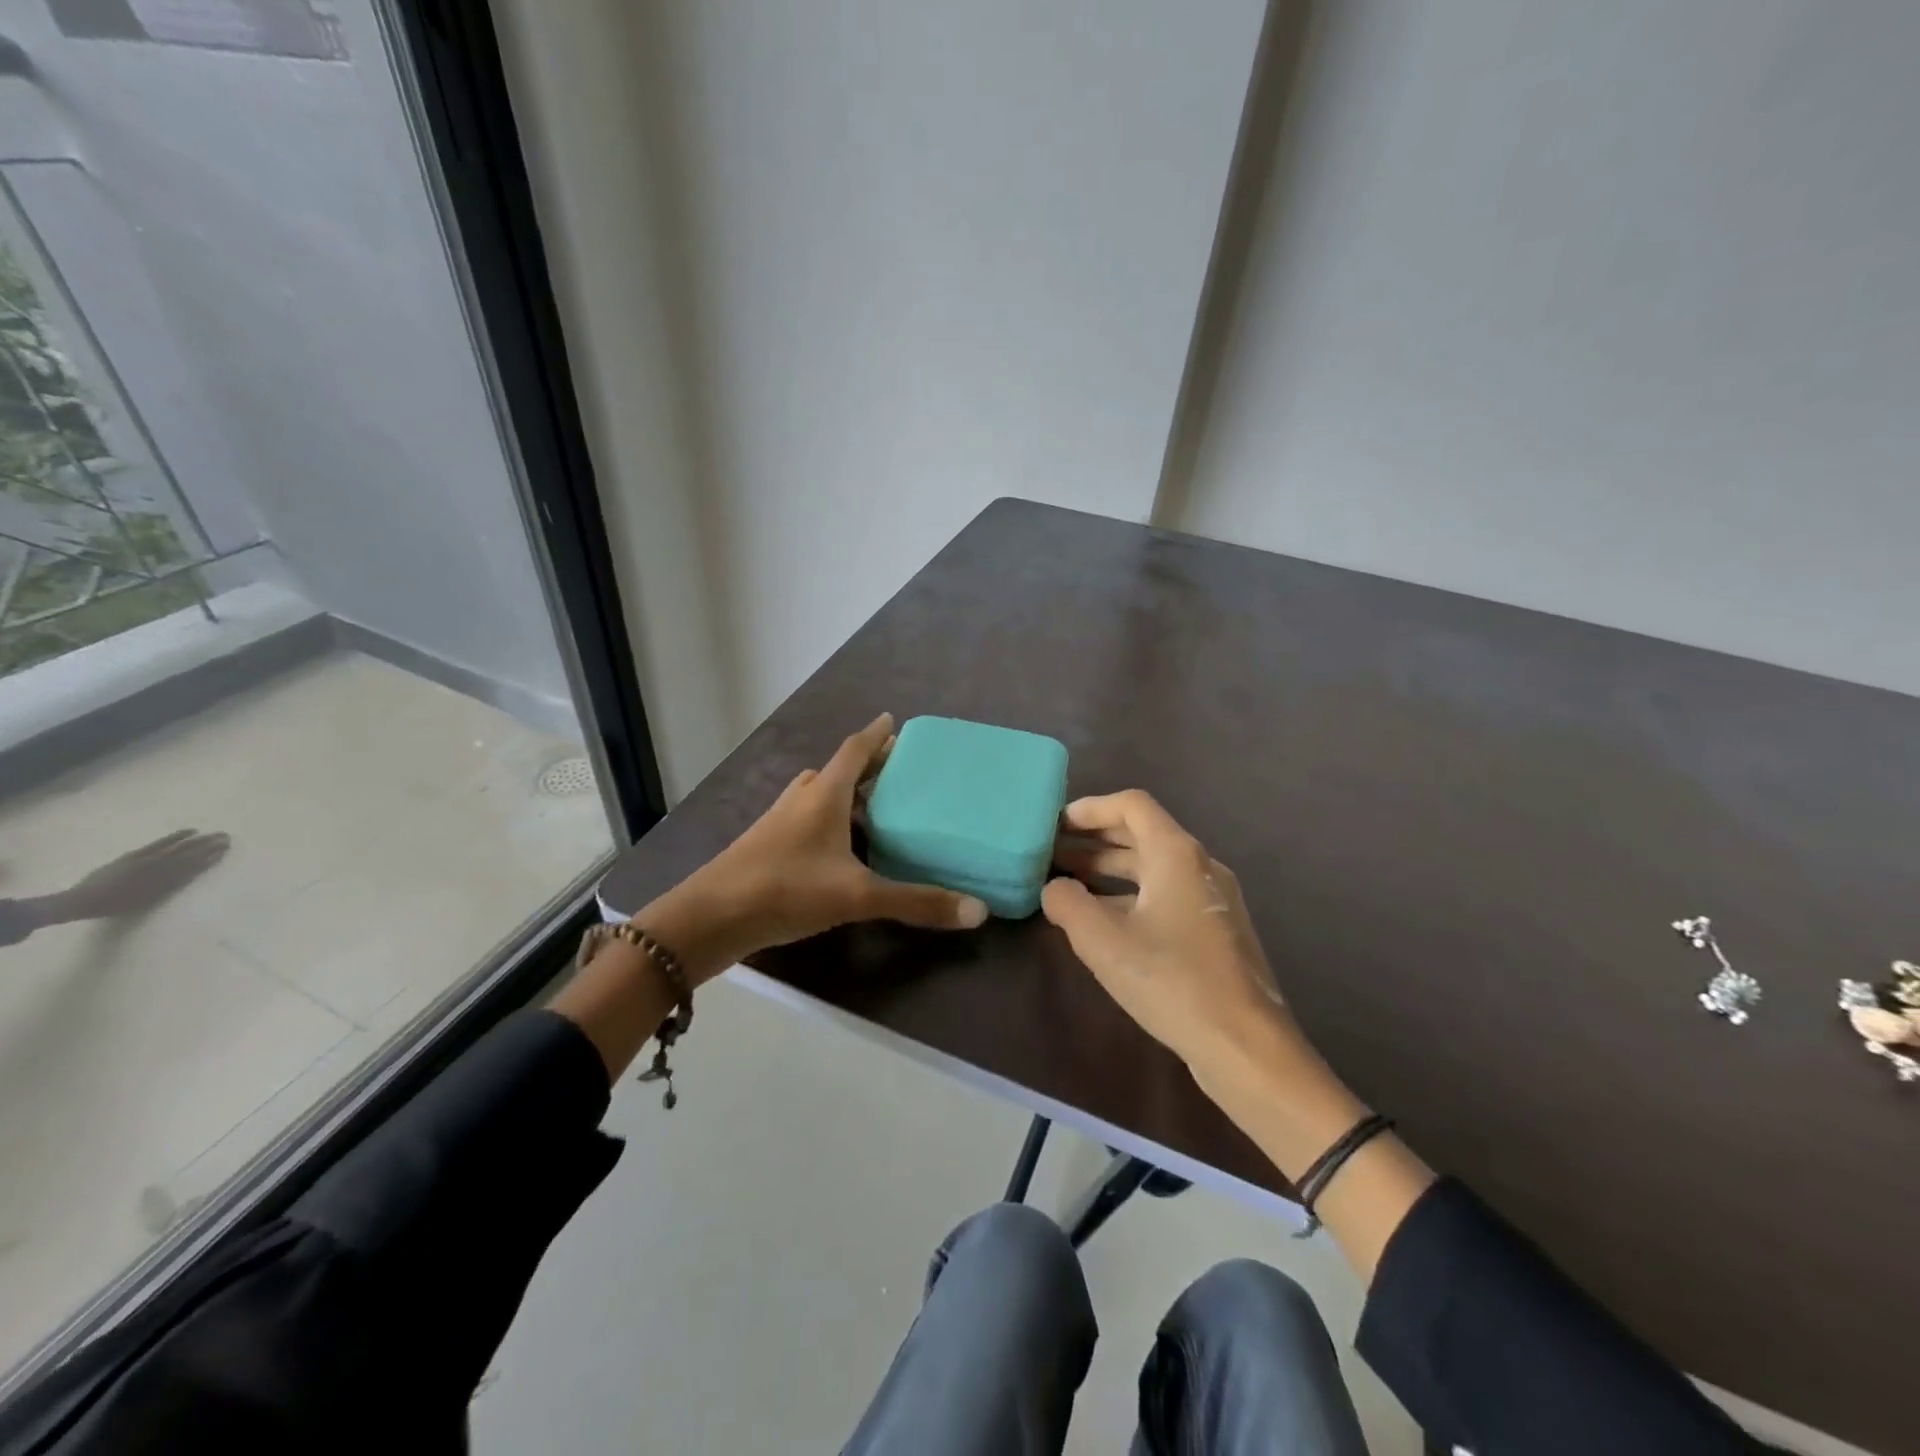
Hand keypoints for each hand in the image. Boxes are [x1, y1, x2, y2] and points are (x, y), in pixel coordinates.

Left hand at [50, 830, 230, 922]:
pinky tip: (185, 833)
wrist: (80, 901)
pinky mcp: (133, 855)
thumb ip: (168, 887)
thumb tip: (191, 873)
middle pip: (187, 852)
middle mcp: (156, 866)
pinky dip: (174, 837)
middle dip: (207, 844)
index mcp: (161, 879)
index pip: (193, 864)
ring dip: (195, 838)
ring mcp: (144, 858)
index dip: (210, 856)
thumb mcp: (145, 901)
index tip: (226, 849)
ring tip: (210, 832)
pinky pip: (159, 843)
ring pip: (176, 846)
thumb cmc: (115, 906)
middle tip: (226, 836)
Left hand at [667, 714, 989, 981]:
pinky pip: (806, 818)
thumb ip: (916, 902)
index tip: (893, 721)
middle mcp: (801, 800)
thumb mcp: (857, 896)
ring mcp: (780, 823)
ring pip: (819, 795)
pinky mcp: (768, 847)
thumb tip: (979, 911)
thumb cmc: (786, 889)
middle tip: (897, 768)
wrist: (711, 918)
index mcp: (824, 795)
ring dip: (845, 792)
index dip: (876, 735)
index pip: (854, 751)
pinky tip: (840, 847)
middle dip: (867, 765)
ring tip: (874, 805)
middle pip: (838, 770)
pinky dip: (829, 819)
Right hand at [1044, 791, 1295, 1081]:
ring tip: (1067, 885)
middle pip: (1141, 834)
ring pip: (1152, 868)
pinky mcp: (1214, 931)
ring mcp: (1211, 899)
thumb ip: (1068, 904)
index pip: (1132, 805)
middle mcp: (1199, 866)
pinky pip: (1165, 895)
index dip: (1090, 808)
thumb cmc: (1172, 981)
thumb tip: (1053, 888)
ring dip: (1108, 870)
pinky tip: (1103, 922)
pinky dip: (1129, 896)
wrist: (1245, 1046)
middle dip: (1093, 841)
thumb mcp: (1104, 942)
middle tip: (1051, 854)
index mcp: (1176, 854)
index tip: (1056, 825)